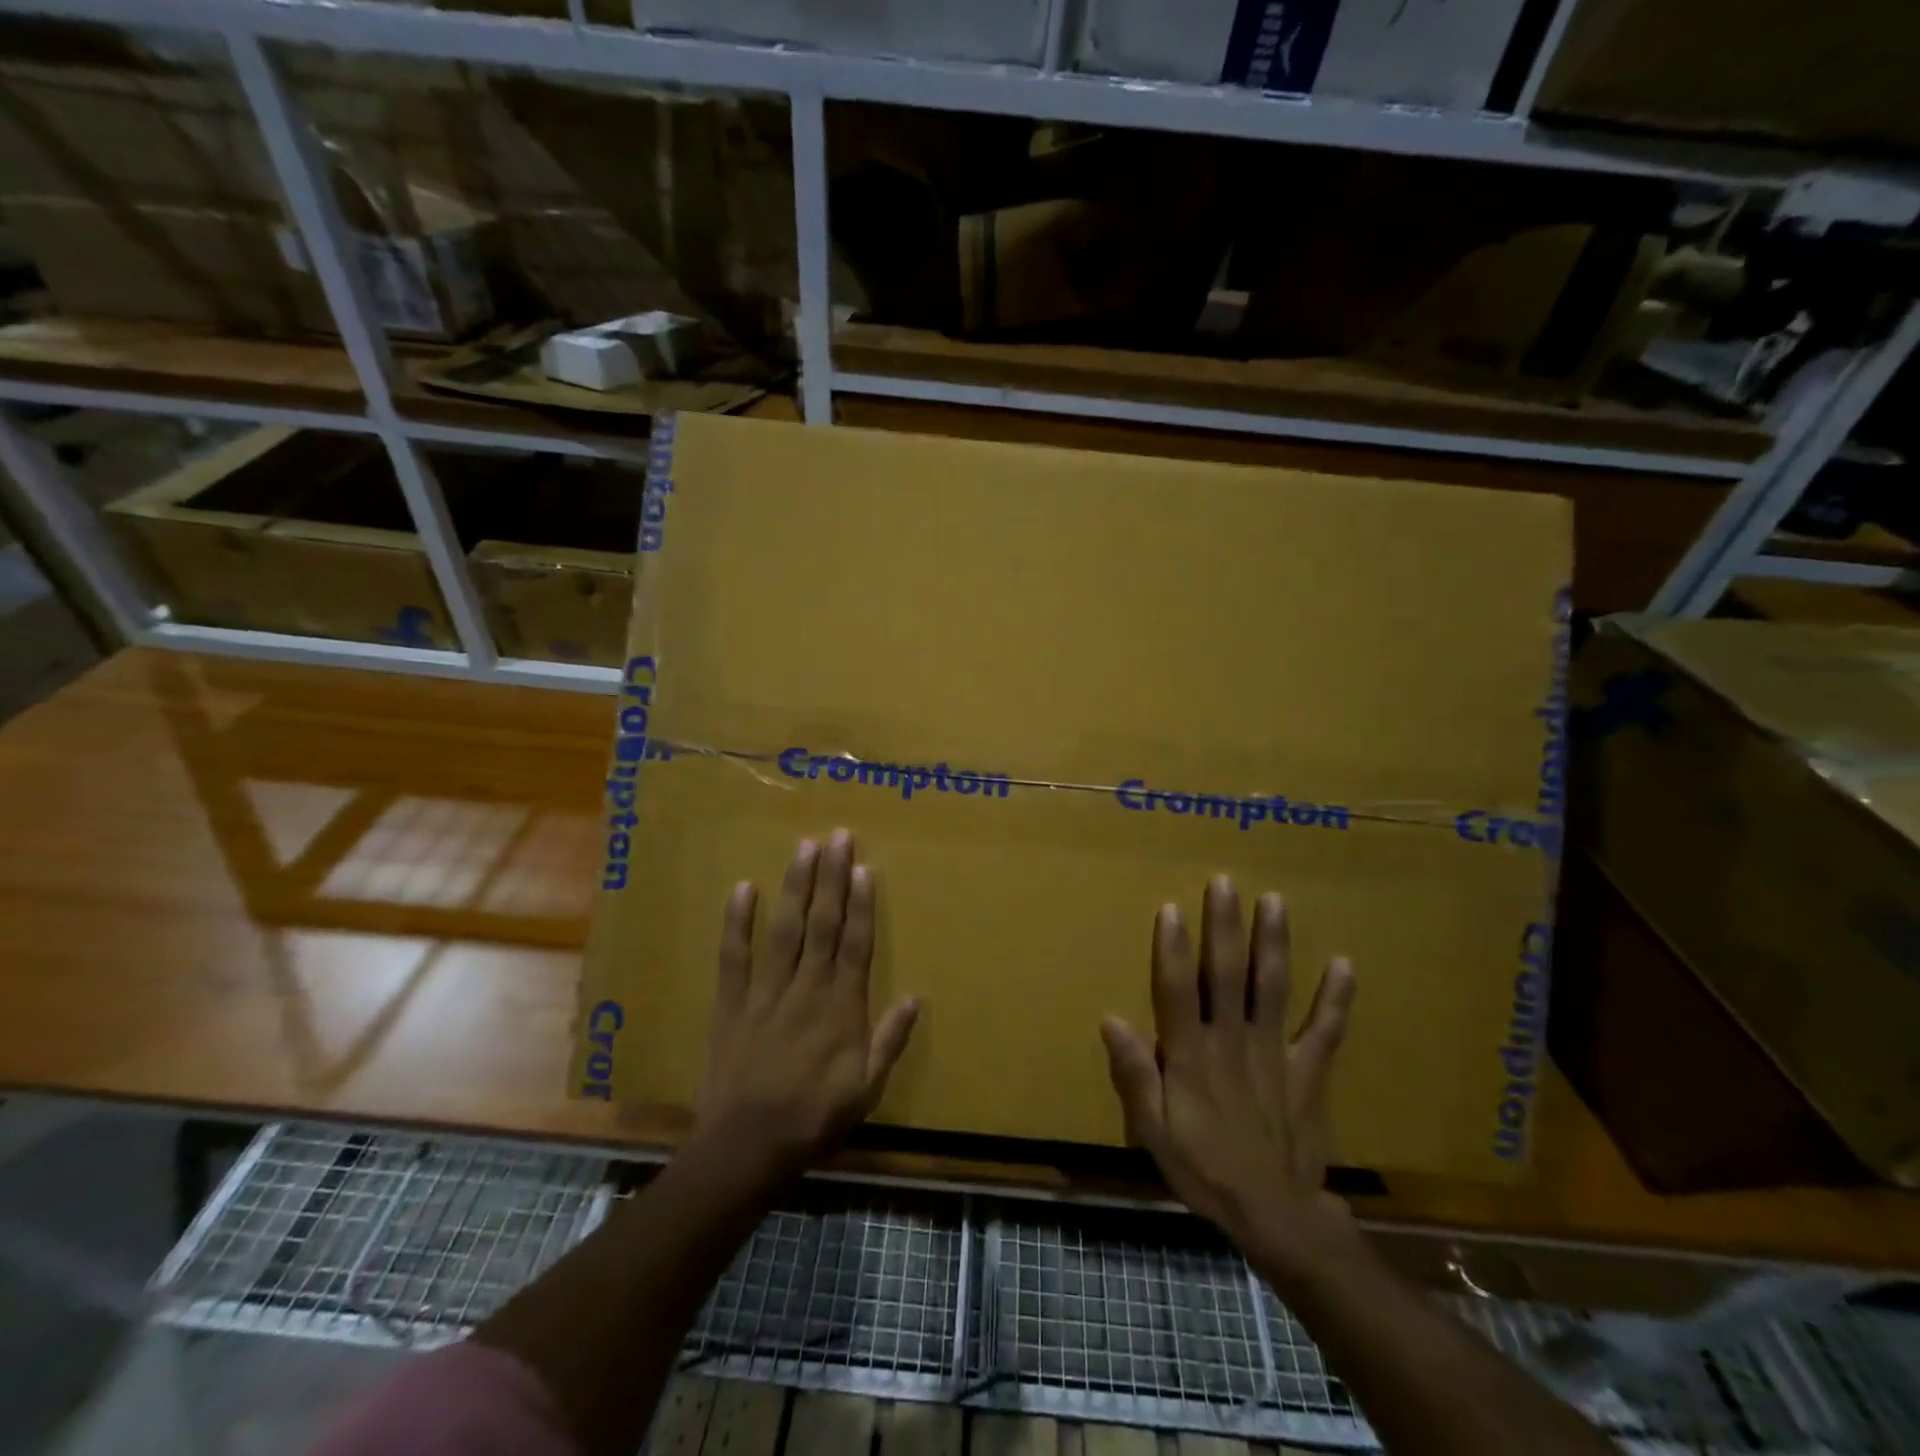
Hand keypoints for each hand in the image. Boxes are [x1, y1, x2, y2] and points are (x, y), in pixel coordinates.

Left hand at [692, 829, 919, 1186]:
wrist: (747, 1148)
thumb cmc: (814, 1119)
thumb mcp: (867, 1089)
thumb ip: (890, 1040)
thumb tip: (916, 997)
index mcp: (841, 1007)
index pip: (855, 944)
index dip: (861, 904)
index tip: (863, 867)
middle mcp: (806, 988)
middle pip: (822, 924)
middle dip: (830, 878)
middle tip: (836, 836)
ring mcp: (765, 993)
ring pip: (784, 930)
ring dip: (795, 887)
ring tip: (803, 848)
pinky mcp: (731, 1004)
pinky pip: (734, 957)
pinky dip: (737, 923)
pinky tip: (743, 888)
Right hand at [1101, 876, 1358, 1275]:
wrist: (1275, 1215)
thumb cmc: (1203, 1168)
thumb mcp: (1152, 1132)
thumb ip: (1134, 1076)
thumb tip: (1111, 1021)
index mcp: (1191, 1054)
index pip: (1178, 991)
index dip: (1173, 949)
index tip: (1172, 908)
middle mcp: (1232, 1041)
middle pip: (1227, 975)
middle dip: (1225, 926)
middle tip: (1225, 882)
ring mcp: (1275, 1053)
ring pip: (1272, 988)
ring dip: (1273, 943)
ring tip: (1275, 901)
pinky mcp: (1308, 1071)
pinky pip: (1324, 1031)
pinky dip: (1336, 999)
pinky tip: (1345, 964)